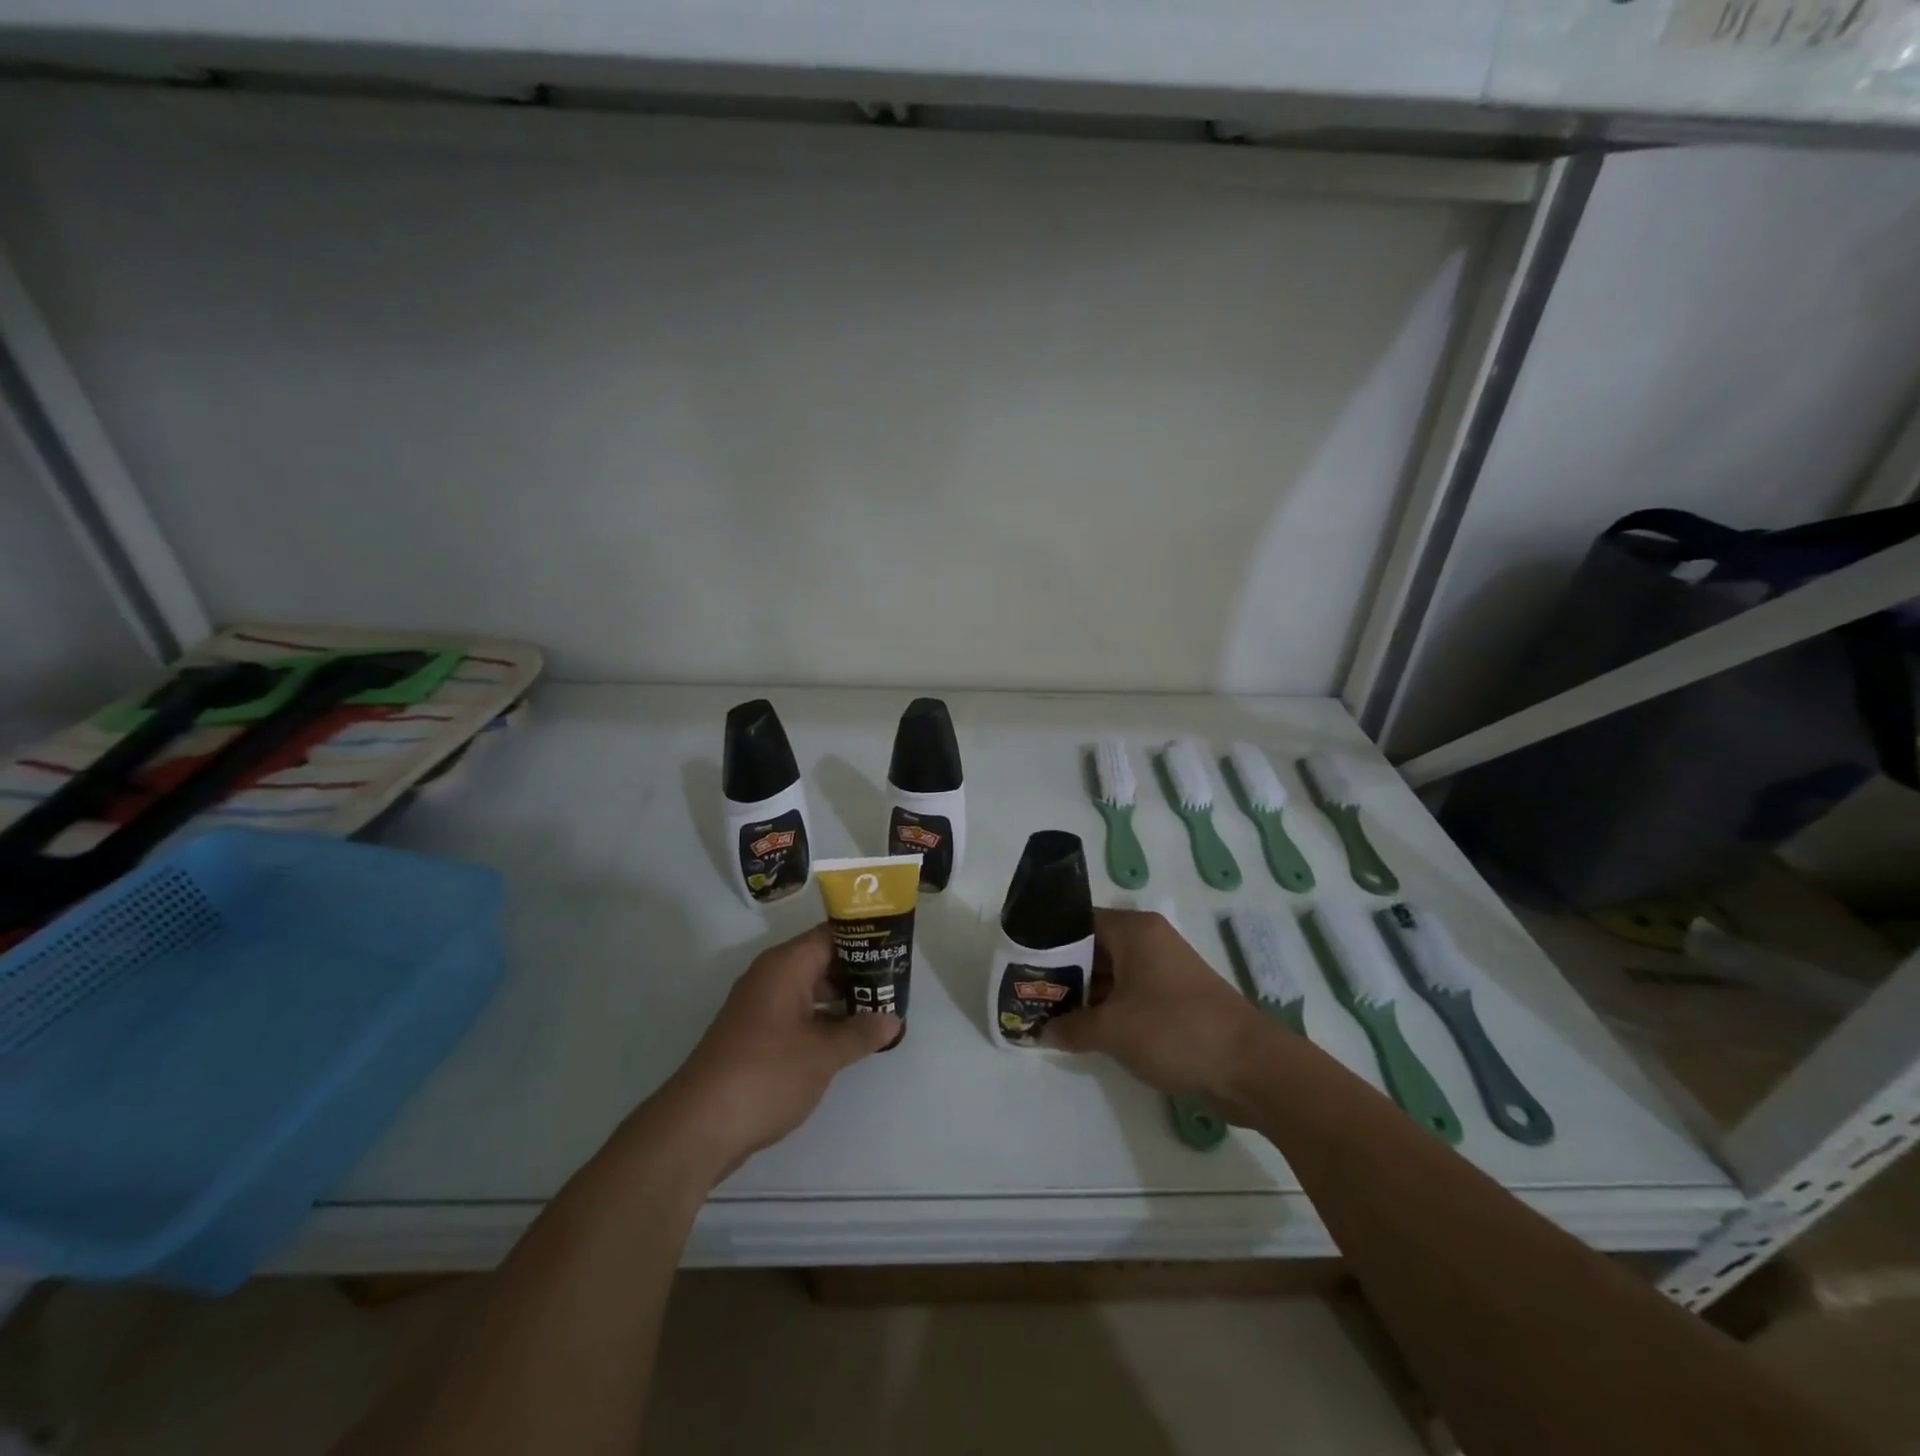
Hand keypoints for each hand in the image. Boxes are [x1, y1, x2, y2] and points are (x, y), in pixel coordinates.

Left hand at [658, 923, 898, 1181]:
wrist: (699, 1126)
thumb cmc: (766, 1074)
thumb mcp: (823, 1054)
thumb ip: (861, 1032)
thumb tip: (892, 1018)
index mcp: (785, 966)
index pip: (832, 935)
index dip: (865, 940)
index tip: (896, 951)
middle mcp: (771, 976)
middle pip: (822, 960)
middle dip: (859, 972)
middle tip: (897, 984)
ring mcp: (760, 1006)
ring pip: (810, 989)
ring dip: (842, 999)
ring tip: (881, 1011)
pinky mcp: (755, 1035)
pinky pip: (798, 1013)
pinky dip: (823, 1019)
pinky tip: (848, 1038)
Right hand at [1042, 908, 1269, 1109]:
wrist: (1250, 1068)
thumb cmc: (1175, 1031)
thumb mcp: (1113, 1029)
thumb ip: (1072, 1027)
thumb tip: (1041, 1031)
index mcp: (1135, 931)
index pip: (1079, 920)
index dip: (1048, 940)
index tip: (1020, 960)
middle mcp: (1149, 942)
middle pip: (1093, 947)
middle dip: (1062, 971)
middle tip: (1027, 991)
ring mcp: (1164, 971)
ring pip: (1110, 974)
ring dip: (1083, 994)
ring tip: (1046, 1013)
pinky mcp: (1174, 1000)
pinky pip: (1129, 995)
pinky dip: (1106, 1009)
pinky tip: (1081, 1030)